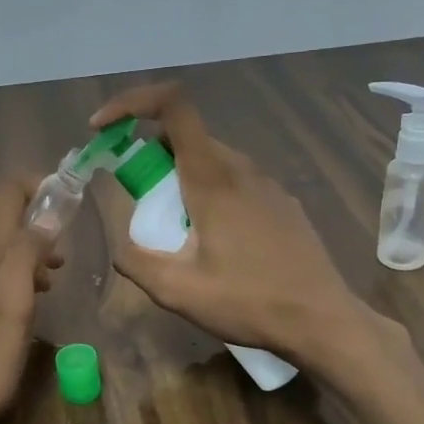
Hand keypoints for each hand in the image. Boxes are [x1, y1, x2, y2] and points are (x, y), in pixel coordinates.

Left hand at [0, 177, 61, 423]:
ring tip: (58, 271)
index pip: (6, 191)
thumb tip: (48, 213)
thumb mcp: (13, 306)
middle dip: (39, 216)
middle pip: (2, 212)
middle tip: (67, 246)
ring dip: (32, 245)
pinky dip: (19, 268)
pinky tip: (34, 295)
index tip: (70, 204)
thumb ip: (27, 254)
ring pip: (0, 241)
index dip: (39, 186)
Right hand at [87, 83, 372, 371]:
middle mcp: (242, 168)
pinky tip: (216, 243)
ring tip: (177, 232)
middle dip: (149, 157)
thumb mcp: (177, 291)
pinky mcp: (282, 203)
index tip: (102, 130)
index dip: (131, 103)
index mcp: (213, 177)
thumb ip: (136, 260)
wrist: (321, 320)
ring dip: (180, 178)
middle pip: (186, 136)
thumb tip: (121, 246)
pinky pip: (236, 182)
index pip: (172, 106)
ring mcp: (268, 184)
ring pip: (212, 160)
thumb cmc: (248, 302)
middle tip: (138, 202)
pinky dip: (209, 193)